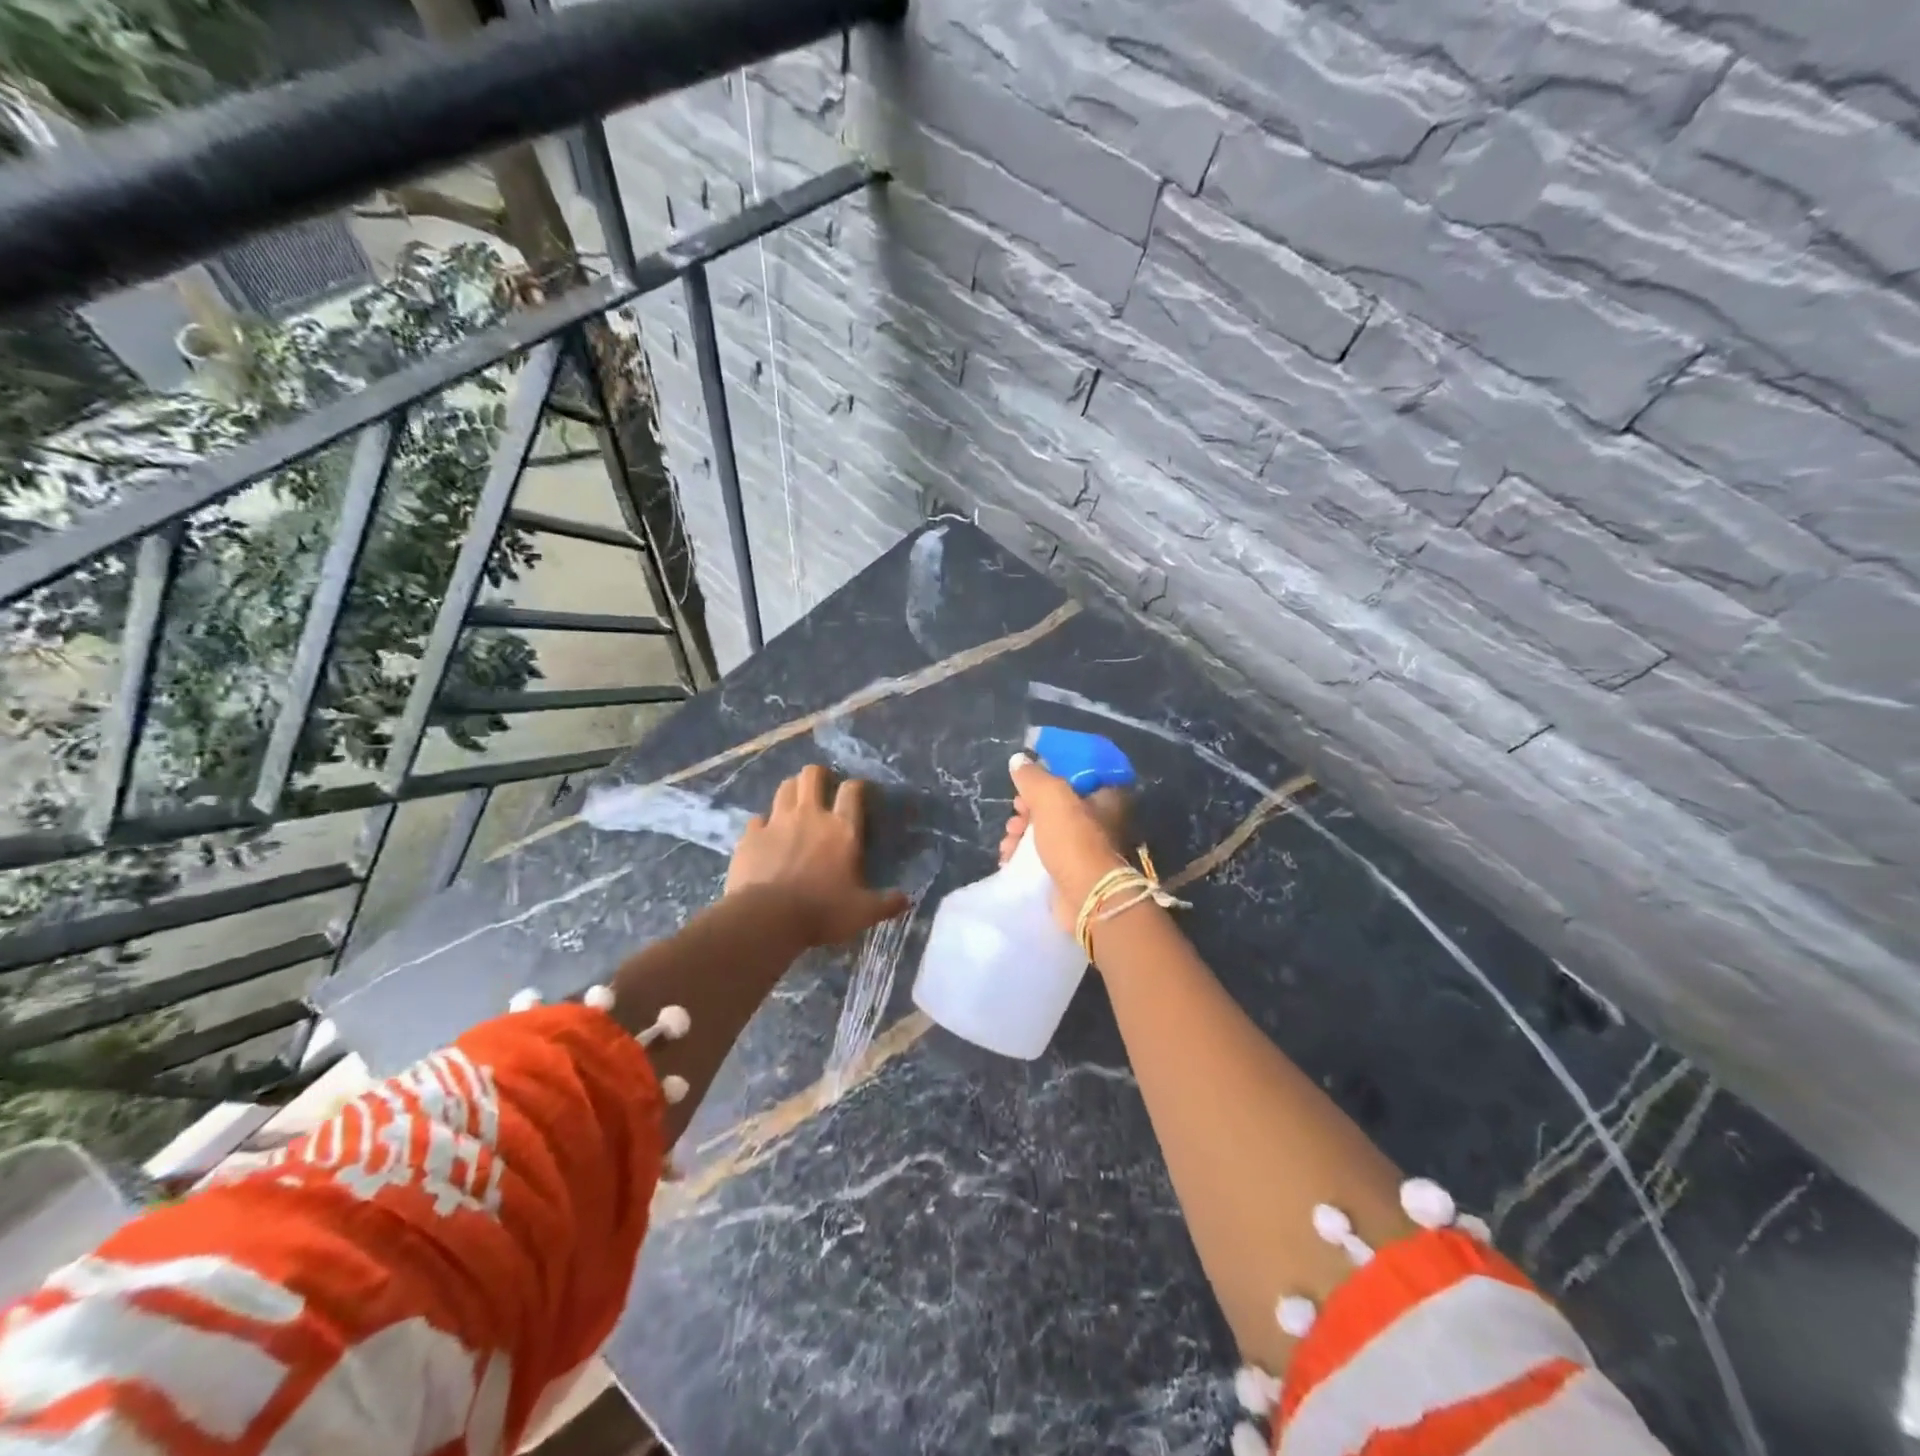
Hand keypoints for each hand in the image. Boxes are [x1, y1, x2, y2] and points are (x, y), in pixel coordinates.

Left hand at [727, 764, 909, 946]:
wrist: (767, 918)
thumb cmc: (822, 912)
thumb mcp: (863, 912)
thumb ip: (886, 903)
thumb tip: (906, 900)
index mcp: (842, 829)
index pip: (852, 790)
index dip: (856, 785)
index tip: (858, 792)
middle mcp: (810, 816)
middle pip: (812, 775)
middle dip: (819, 775)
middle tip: (823, 788)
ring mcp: (777, 822)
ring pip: (785, 787)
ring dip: (792, 790)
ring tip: (796, 802)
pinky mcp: (751, 835)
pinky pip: (758, 818)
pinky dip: (764, 823)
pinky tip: (766, 834)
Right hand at [1000, 754, 1131, 932]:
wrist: (1086, 898)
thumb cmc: (1074, 840)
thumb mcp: (1051, 797)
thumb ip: (1033, 776)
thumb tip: (1018, 760)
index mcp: (1107, 796)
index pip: (1075, 775)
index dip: (1048, 777)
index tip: (1026, 784)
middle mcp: (1102, 820)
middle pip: (1057, 805)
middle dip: (1027, 810)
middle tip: (1014, 817)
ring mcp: (1087, 848)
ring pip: (1047, 831)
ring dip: (1021, 834)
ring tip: (1007, 844)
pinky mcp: (1073, 872)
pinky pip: (1044, 856)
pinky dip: (1025, 856)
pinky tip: (1008, 859)